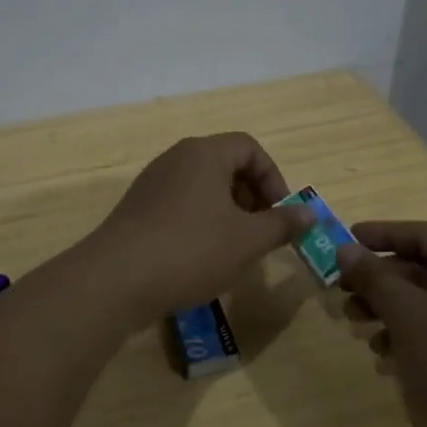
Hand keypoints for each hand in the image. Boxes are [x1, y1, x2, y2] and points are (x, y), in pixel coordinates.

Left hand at [83, 134, 312, 318]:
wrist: (117, 279)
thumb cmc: (192, 250)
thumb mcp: (248, 240)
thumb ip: (282, 223)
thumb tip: (309, 213)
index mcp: (204, 153)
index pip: (249, 147)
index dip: (273, 177)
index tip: (280, 213)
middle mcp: (176, 159)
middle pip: (225, 164)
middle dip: (251, 196)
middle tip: (261, 232)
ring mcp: (152, 183)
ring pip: (202, 187)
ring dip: (226, 212)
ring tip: (234, 249)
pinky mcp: (137, 209)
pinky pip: (179, 205)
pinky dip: (199, 223)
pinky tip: (201, 258)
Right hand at [335, 221, 426, 426]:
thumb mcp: (407, 314)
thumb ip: (374, 277)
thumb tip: (346, 249)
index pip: (421, 233)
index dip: (380, 234)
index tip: (344, 240)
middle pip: (425, 267)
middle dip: (380, 280)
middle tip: (342, 292)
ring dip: (392, 310)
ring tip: (358, 327)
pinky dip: (415, 335)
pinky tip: (386, 357)